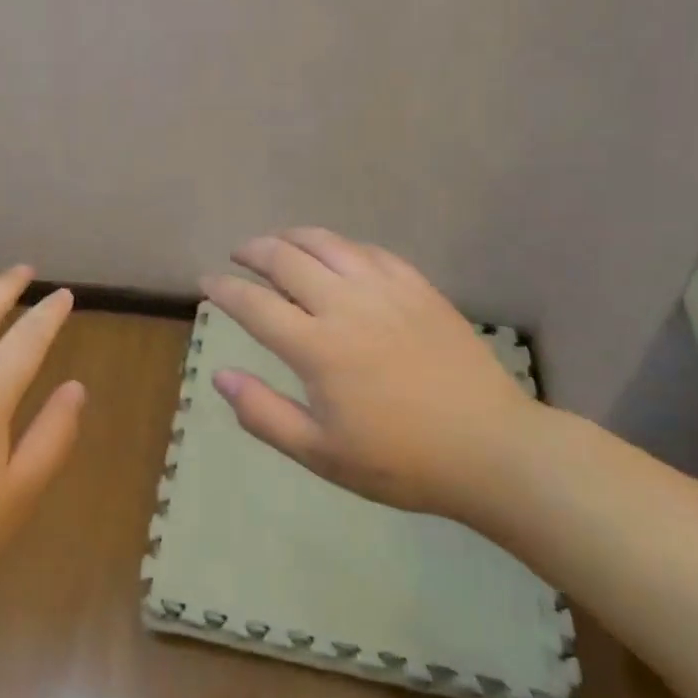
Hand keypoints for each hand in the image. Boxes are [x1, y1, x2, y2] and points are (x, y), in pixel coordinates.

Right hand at [202, 228, 542, 522]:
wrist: (491, 449)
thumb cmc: (401, 460)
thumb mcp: (321, 454)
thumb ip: (263, 414)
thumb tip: (220, 376)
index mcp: (317, 347)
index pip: (254, 304)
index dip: (223, 289)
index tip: (206, 281)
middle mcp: (346, 305)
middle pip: (286, 259)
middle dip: (253, 251)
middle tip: (237, 255)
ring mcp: (385, 290)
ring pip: (327, 243)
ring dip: (292, 237)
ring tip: (277, 243)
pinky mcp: (418, 288)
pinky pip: (369, 251)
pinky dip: (340, 246)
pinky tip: (335, 255)